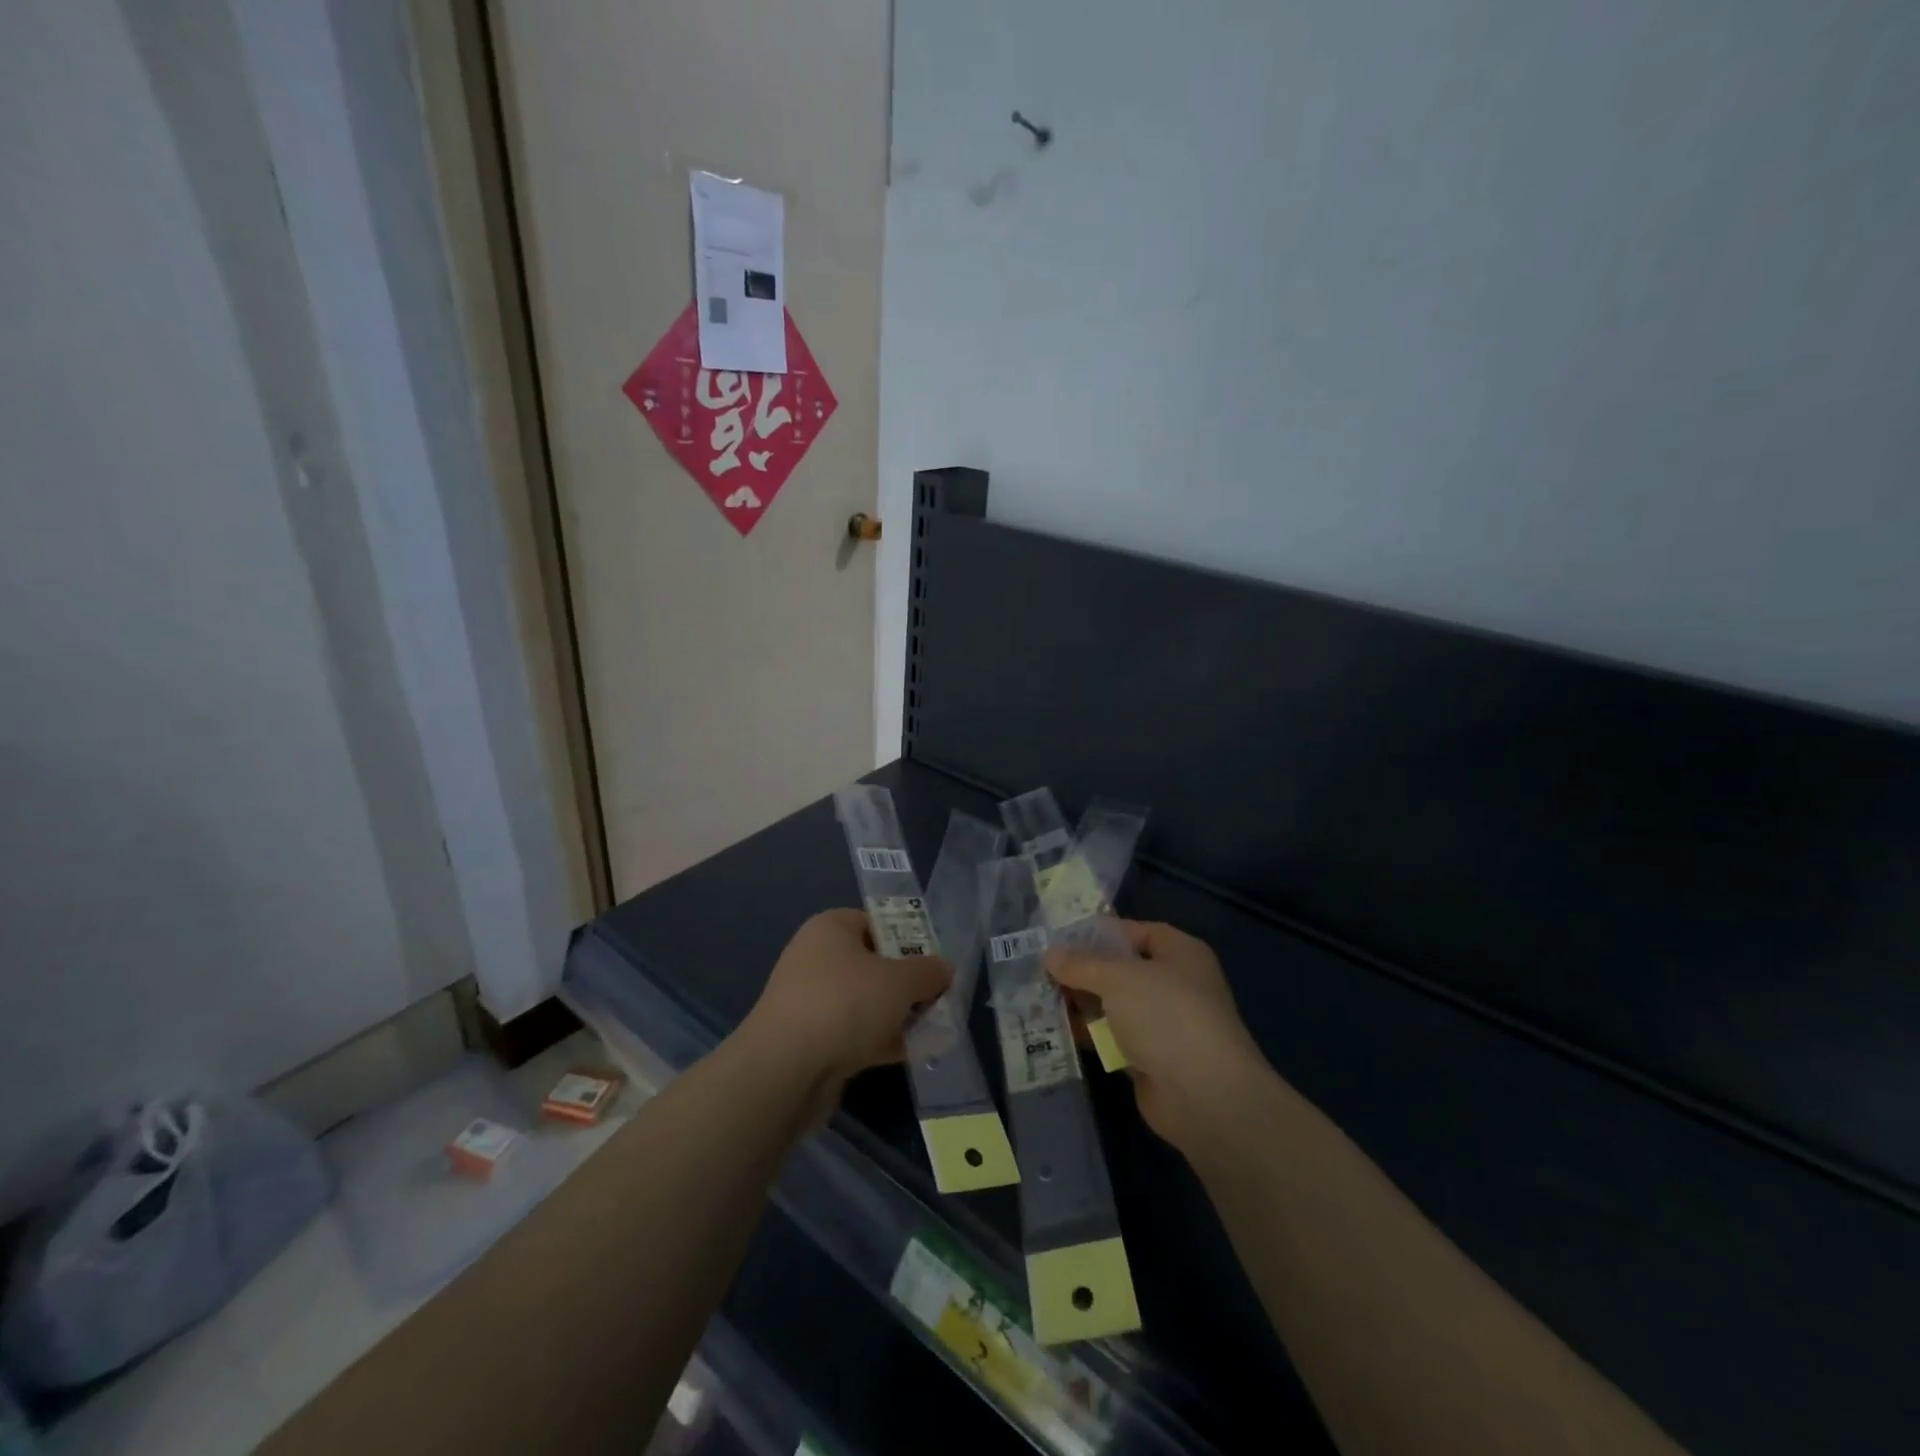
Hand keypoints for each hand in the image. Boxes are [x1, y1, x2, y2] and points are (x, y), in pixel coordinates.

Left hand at [742, 909, 951, 1089]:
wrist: (785, 1071)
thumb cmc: (845, 1004)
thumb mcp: (901, 981)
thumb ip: (929, 971)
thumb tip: (945, 969)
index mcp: (831, 928)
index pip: (877, 923)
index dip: (910, 940)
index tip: (934, 963)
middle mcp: (816, 958)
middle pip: (874, 964)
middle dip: (908, 983)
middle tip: (938, 999)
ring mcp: (810, 1001)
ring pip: (866, 1002)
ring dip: (897, 1015)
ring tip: (933, 1030)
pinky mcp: (809, 1041)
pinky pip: (854, 1033)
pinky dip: (880, 1040)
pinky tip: (911, 1053)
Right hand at [1046, 920, 1269, 1153]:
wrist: (1205, 1097)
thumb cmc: (1166, 1017)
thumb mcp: (1118, 978)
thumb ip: (1082, 964)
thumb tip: (1049, 953)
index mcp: (1179, 953)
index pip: (1134, 932)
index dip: (1098, 933)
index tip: (1059, 939)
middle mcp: (1174, 984)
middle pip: (1120, 969)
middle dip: (1082, 971)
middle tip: (1039, 970)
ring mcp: (1163, 1024)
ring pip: (1113, 1005)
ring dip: (1080, 1003)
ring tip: (1036, 997)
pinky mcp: (1150, 1059)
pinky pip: (1113, 1038)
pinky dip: (1089, 1034)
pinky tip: (1055, 1030)